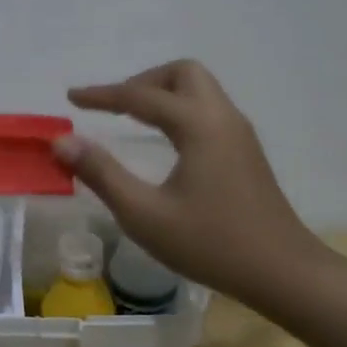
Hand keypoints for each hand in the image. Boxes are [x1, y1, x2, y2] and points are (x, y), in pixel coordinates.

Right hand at [56, 60, 333, 306]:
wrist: (283, 272)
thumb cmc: (211, 244)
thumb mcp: (145, 214)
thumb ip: (101, 173)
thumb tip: (62, 141)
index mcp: (198, 125)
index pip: (141, 96)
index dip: (102, 95)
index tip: (71, 97)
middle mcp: (222, 117)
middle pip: (181, 73)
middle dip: (142, 81)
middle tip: (113, 107)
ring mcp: (239, 132)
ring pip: (199, 88)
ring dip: (163, 92)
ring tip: (132, 118)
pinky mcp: (246, 150)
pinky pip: (208, 108)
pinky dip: (180, 108)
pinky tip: (165, 139)